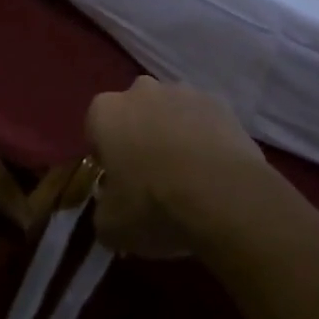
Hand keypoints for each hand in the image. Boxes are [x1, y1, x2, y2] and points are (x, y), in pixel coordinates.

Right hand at [85, 77, 263, 257]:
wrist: (224, 196)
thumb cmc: (154, 205)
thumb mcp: (111, 226)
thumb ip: (102, 209)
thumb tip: (110, 207)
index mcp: (106, 111)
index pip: (95, 127)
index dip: (105, 156)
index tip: (116, 181)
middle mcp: (141, 91)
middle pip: (134, 112)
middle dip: (139, 137)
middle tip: (151, 177)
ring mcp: (184, 92)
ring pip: (170, 112)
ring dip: (173, 134)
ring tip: (188, 176)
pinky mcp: (220, 103)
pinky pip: (204, 120)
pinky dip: (205, 138)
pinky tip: (214, 170)